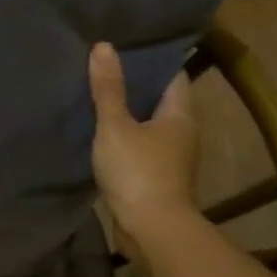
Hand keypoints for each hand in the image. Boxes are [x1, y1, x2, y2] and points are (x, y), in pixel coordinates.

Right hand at [89, 46, 198, 249]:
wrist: (152, 230)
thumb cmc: (138, 172)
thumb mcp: (116, 126)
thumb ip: (108, 89)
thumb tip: (104, 46)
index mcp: (180, 115)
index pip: (171, 75)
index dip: (150, 59)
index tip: (124, 46)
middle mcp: (181, 133)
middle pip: (158, 99)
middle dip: (134, 84)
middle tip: (101, 66)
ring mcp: (169, 157)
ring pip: (146, 124)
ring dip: (126, 112)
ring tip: (95, 95)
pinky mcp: (154, 177)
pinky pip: (137, 146)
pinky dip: (121, 136)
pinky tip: (98, 132)